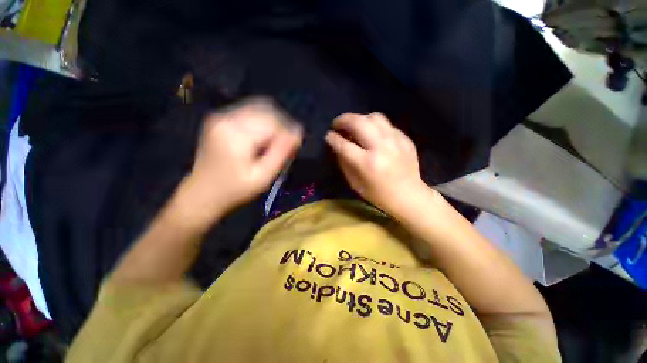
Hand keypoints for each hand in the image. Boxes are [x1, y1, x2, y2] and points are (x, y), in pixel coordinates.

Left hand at [182, 99, 301, 224]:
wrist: (202, 193)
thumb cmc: (235, 190)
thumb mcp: (263, 177)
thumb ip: (281, 153)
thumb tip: (298, 134)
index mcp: (235, 134)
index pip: (272, 122)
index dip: (288, 132)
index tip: (295, 146)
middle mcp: (226, 118)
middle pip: (266, 110)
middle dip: (283, 125)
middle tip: (287, 144)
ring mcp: (221, 116)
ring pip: (259, 108)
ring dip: (274, 122)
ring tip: (277, 140)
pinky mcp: (220, 118)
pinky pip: (250, 111)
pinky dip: (263, 121)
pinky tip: (264, 137)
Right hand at [325, 113, 427, 214]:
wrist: (409, 195)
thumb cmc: (378, 194)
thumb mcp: (355, 183)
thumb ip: (344, 163)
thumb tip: (338, 146)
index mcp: (367, 163)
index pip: (344, 145)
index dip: (333, 138)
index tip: (328, 135)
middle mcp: (381, 148)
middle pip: (359, 123)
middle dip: (343, 120)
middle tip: (337, 124)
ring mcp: (396, 141)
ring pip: (374, 117)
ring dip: (360, 118)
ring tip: (354, 125)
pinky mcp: (405, 139)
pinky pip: (386, 125)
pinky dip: (375, 126)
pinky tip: (372, 134)